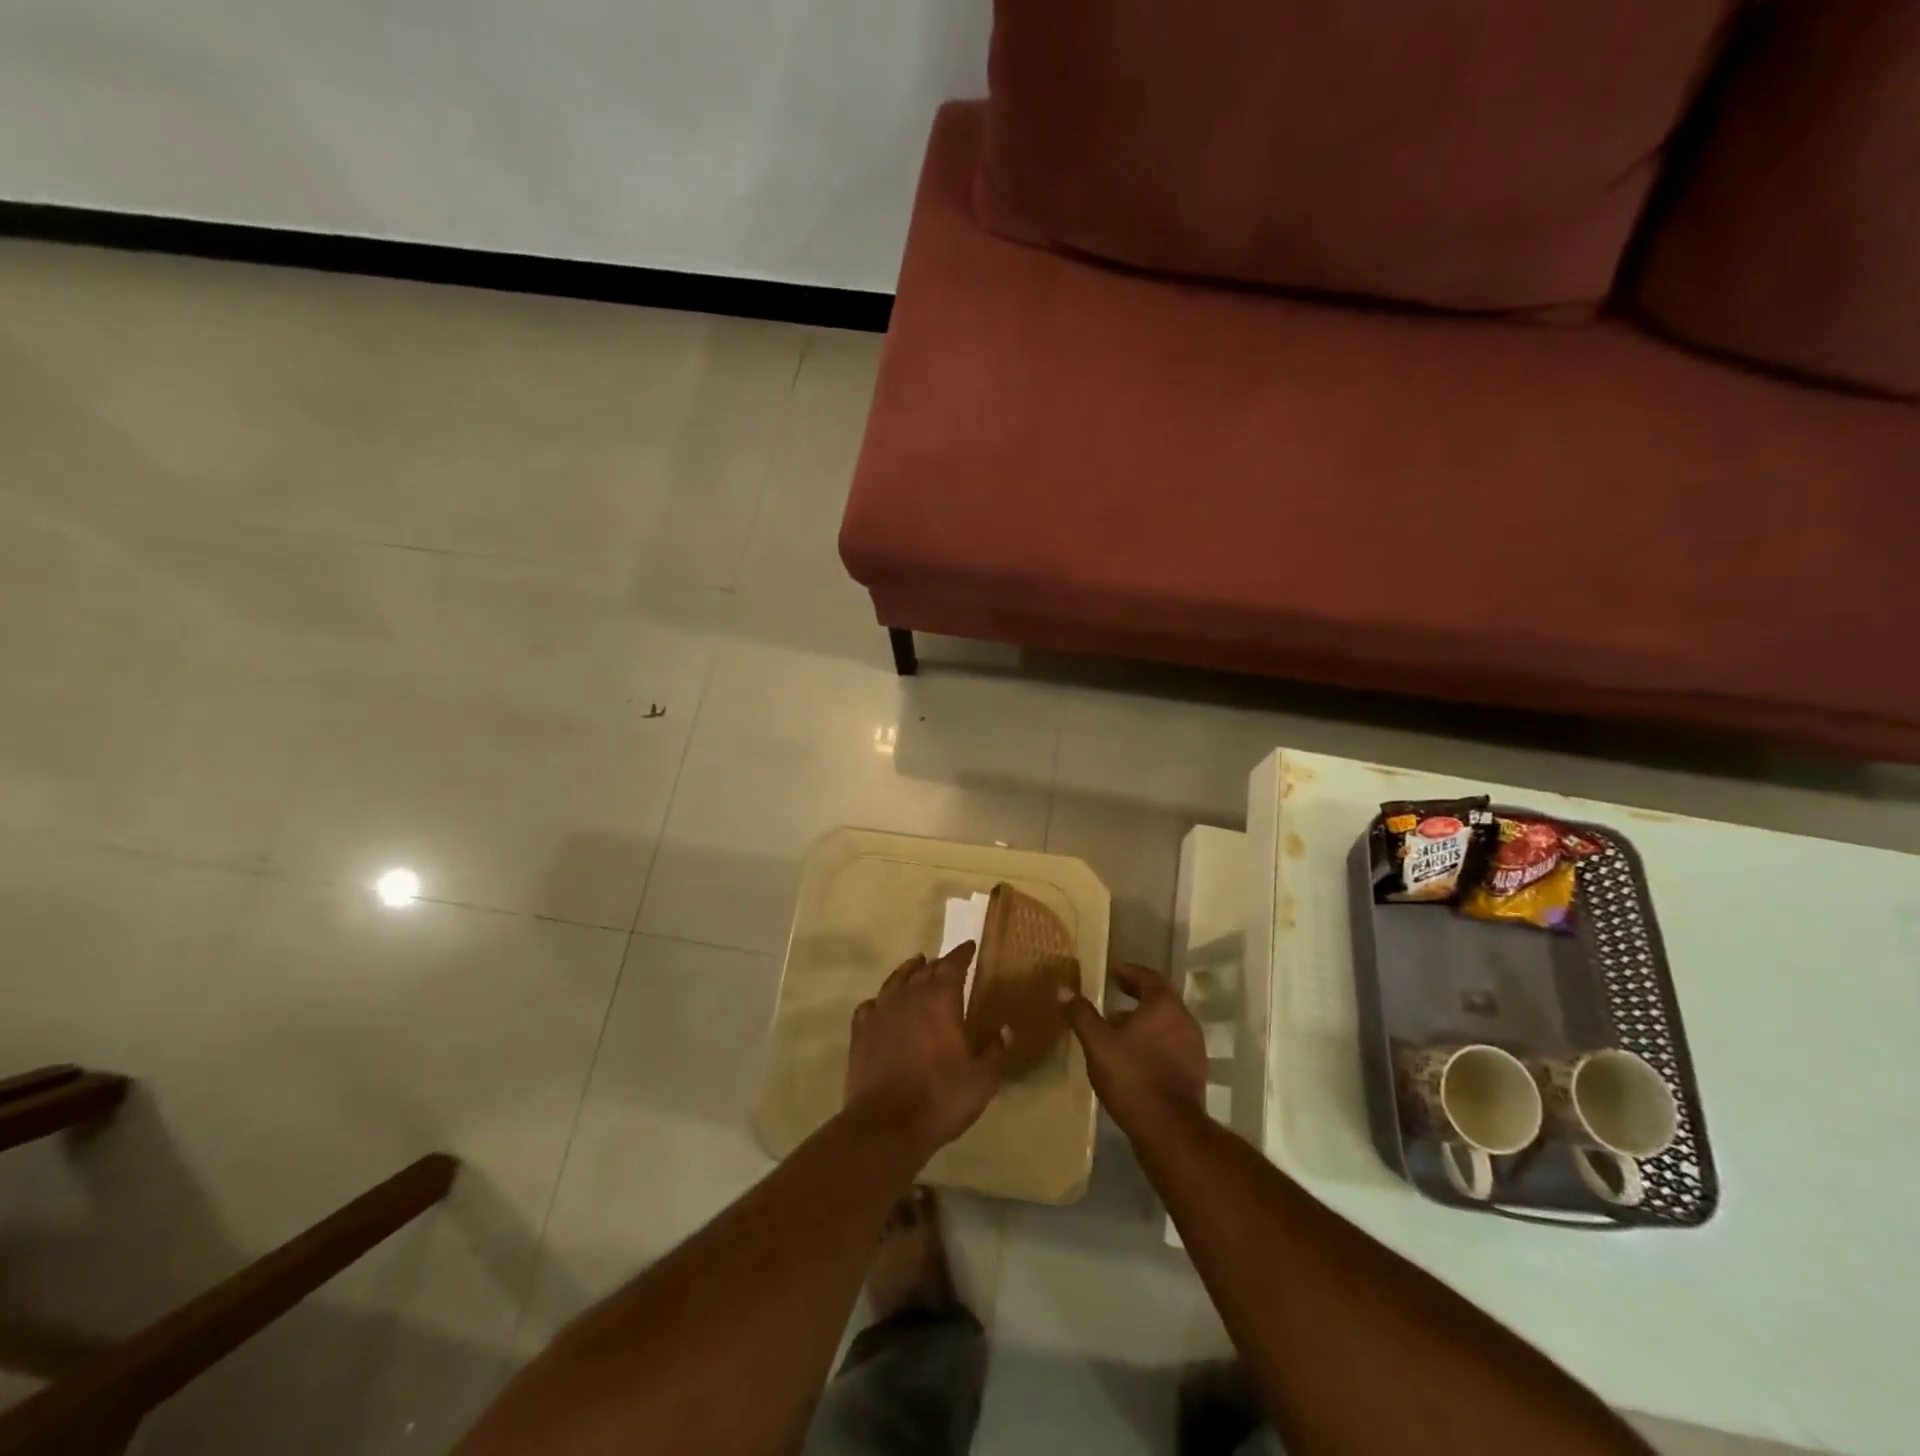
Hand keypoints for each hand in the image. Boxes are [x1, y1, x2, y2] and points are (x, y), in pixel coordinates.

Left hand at [845, 942, 1006, 1160]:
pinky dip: (881, 1000)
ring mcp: (881, 1011)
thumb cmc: (940, 1098)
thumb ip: (995, 1051)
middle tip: (947, 964)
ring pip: (895, 980)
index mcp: (941, 999)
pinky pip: (871, 1005)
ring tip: (916, 967)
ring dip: (908, 972)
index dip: (962, 954)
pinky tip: (882, 1005)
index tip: (968, 947)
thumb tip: (1005, 1030)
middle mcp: (909, 996)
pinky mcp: (861, 1031)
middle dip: (938, 964)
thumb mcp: (982, 1080)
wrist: (886, 1125)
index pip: (952, 964)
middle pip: (925, 970)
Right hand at [1059, 963, 1206, 1131]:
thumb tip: (1064, 989)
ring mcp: (1193, 1046)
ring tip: (1117, 1029)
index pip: (1148, 976)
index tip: (1111, 972)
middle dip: (1135, 996)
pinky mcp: (1194, 1071)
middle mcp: (1184, 1019)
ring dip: (1143, 1021)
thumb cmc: (1133, 1077)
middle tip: (1112, 997)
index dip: (1128, 972)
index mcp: (1164, 1005)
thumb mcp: (1098, 1044)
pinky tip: (1133, 1057)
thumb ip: (1082, 1014)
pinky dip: (1153, 1041)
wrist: (1169, 1130)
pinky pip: (1172, 1044)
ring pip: (1166, 1023)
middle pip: (1159, 999)